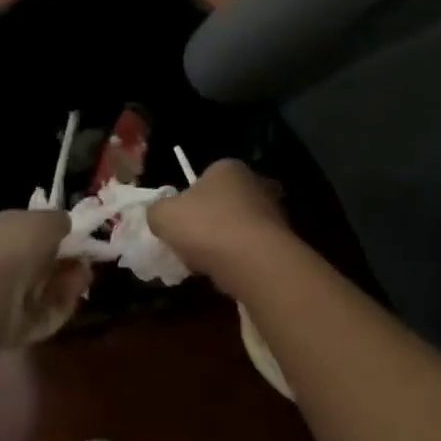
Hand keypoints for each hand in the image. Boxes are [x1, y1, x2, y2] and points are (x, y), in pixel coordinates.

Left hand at [0, 210, 92, 346]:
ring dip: (68, 282)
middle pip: (41, 261)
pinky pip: (44, 311)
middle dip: (66, 262)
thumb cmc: (12, 248)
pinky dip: (61, 304)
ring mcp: (4, 293)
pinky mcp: (13, 322)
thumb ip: (58, 220)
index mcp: (0, 228)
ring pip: (45, 286)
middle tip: (86, 263)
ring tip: (83, 278)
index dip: (56, 234)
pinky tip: (72, 297)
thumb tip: (65, 225)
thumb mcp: (44, 220)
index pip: (30, 229)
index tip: (79, 240)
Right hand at [147, 159, 289, 287]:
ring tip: (207, 263)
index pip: (206, 177)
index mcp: (228, 168)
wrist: (254, 261)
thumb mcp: (163, 215)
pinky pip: (253, 248)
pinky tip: (227, 273)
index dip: (189, 199)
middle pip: (225, 202)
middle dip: (210, 220)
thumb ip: (157, 211)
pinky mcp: (283, 240)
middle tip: (192, 242)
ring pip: (240, 226)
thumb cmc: (206, 227)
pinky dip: (240, 258)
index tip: (180, 222)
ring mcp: (274, 212)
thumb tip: (160, 215)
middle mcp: (256, 182)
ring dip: (225, 242)